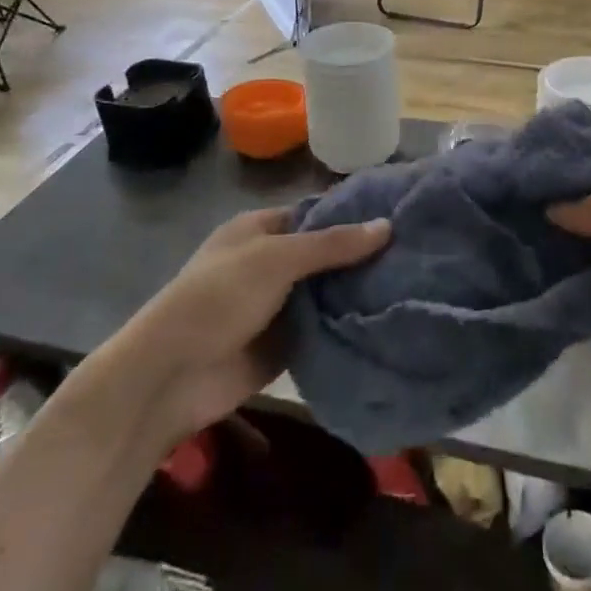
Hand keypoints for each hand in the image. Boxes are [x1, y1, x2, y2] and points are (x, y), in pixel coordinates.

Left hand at [130, 207, 389, 443]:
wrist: (171, 376)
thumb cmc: (219, 298)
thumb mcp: (276, 259)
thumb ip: (331, 244)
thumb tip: (387, 225)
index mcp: (260, 230)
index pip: (316, 214)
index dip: (353, 214)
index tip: (400, 215)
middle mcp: (270, 263)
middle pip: (325, 254)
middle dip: (362, 256)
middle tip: (418, 252)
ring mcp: (277, 305)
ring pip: (328, 292)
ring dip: (359, 292)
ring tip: (415, 284)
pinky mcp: (284, 344)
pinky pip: (323, 329)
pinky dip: (348, 325)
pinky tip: (390, 320)